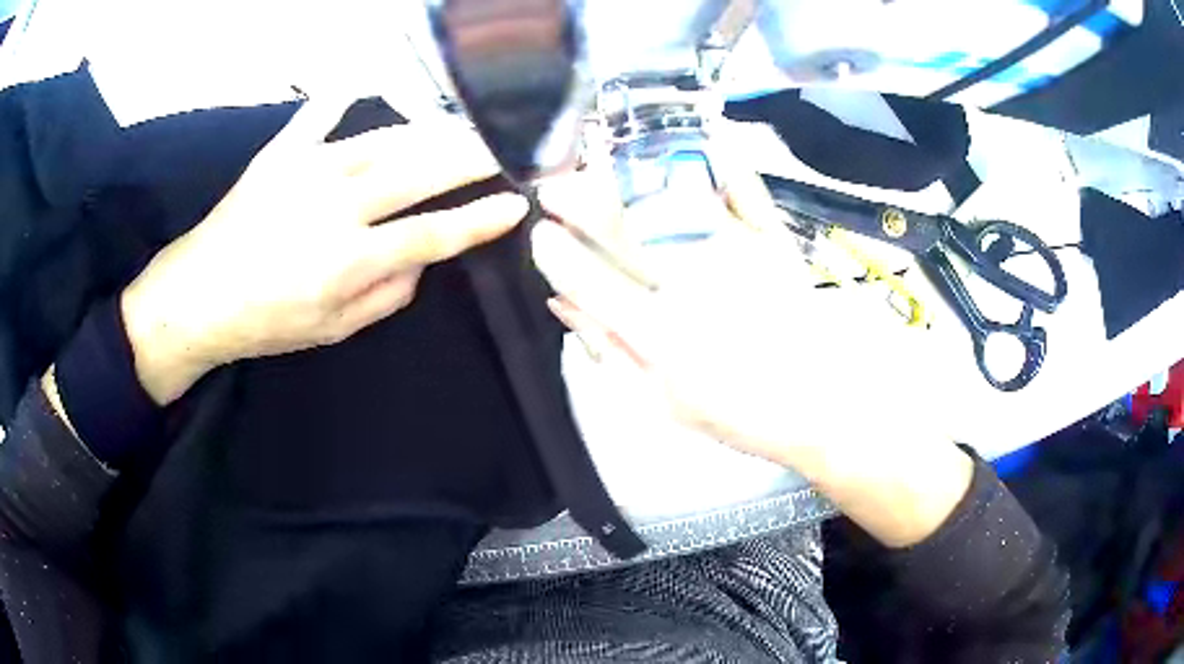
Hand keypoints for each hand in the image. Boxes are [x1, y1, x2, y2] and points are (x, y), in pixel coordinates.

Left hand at [123, 98, 527, 403]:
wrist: (198, 296)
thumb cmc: (266, 321)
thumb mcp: (332, 332)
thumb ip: (386, 296)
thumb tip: (421, 262)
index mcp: (351, 259)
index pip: (434, 234)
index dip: (481, 220)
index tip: (517, 205)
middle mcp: (337, 206)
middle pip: (422, 172)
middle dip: (474, 157)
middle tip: (508, 144)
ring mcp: (308, 170)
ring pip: (387, 139)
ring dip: (433, 130)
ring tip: (464, 123)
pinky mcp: (282, 152)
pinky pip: (320, 114)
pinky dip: (344, 95)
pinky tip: (365, 81)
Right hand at [534, 166, 970, 546]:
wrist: (825, 404)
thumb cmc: (742, 414)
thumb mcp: (664, 403)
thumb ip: (611, 352)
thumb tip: (563, 307)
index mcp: (662, 337)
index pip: (592, 284)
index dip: (558, 255)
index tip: (541, 233)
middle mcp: (693, 287)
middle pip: (626, 232)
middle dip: (581, 201)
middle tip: (555, 182)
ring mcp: (737, 258)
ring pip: (673, 204)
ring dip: (630, 175)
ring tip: (602, 159)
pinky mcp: (775, 243)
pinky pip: (745, 193)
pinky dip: (722, 162)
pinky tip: (696, 142)